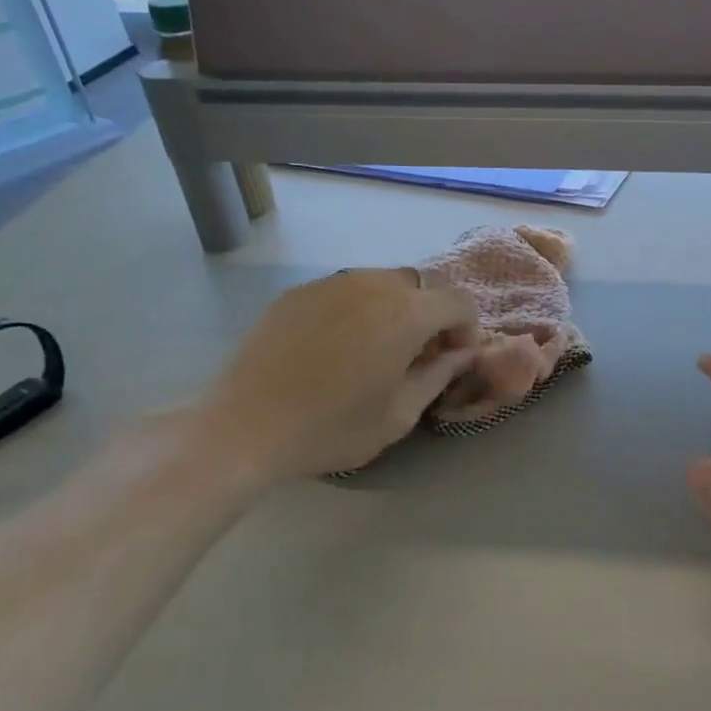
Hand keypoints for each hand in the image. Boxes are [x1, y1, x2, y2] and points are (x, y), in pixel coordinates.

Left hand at [195, 267, 478, 482]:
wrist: (244, 428)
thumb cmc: (332, 428)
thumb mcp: (400, 414)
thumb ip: (440, 375)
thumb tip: (462, 353)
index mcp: (406, 313)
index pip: (458, 302)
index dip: (466, 330)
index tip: (452, 360)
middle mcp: (373, 284)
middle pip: (420, 287)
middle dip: (430, 317)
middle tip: (416, 356)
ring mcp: (331, 283)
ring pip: (381, 283)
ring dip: (393, 310)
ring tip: (375, 350)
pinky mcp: (298, 292)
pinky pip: (344, 291)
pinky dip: (356, 310)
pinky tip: (336, 347)